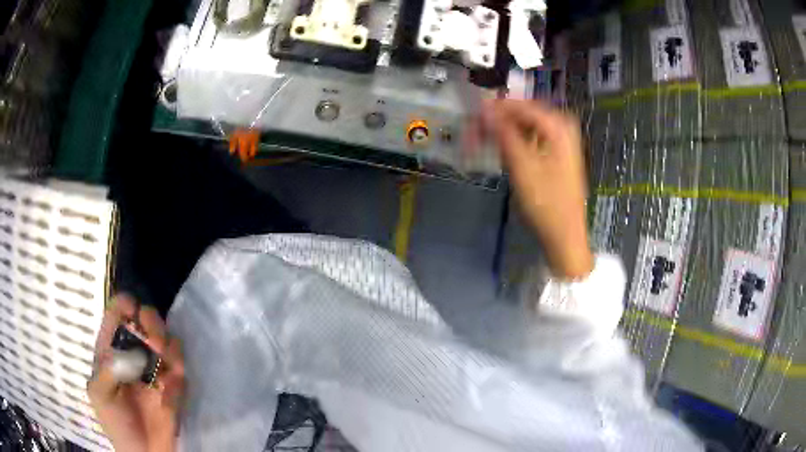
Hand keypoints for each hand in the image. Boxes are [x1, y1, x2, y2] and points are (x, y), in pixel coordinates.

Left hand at [88, 296, 184, 451]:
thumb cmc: (116, 423)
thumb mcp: (100, 395)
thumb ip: (107, 369)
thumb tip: (130, 350)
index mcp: (112, 351)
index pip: (117, 315)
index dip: (124, 305)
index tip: (132, 308)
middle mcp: (134, 353)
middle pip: (144, 320)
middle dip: (149, 320)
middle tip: (152, 338)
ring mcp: (156, 368)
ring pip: (165, 336)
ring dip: (166, 340)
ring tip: (163, 355)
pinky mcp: (175, 384)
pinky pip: (180, 363)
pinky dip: (177, 365)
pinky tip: (172, 382)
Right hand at [483, 99, 593, 278]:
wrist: (565, 235)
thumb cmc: (546, 202)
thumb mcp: (522, 165)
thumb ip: (503, 132)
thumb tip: (484, 108)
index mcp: (558, 126)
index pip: (521, 106)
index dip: (494, 109)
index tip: (471, 115)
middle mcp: (562, 129)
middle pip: (524, 115)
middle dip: (498, 121)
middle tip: (474, 131)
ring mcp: (561, 143)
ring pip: (526, 127)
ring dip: (504, 132)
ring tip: (482, 141)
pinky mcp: (556, 157)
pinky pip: (532, 140)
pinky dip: (515, 143)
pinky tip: (502, 151)